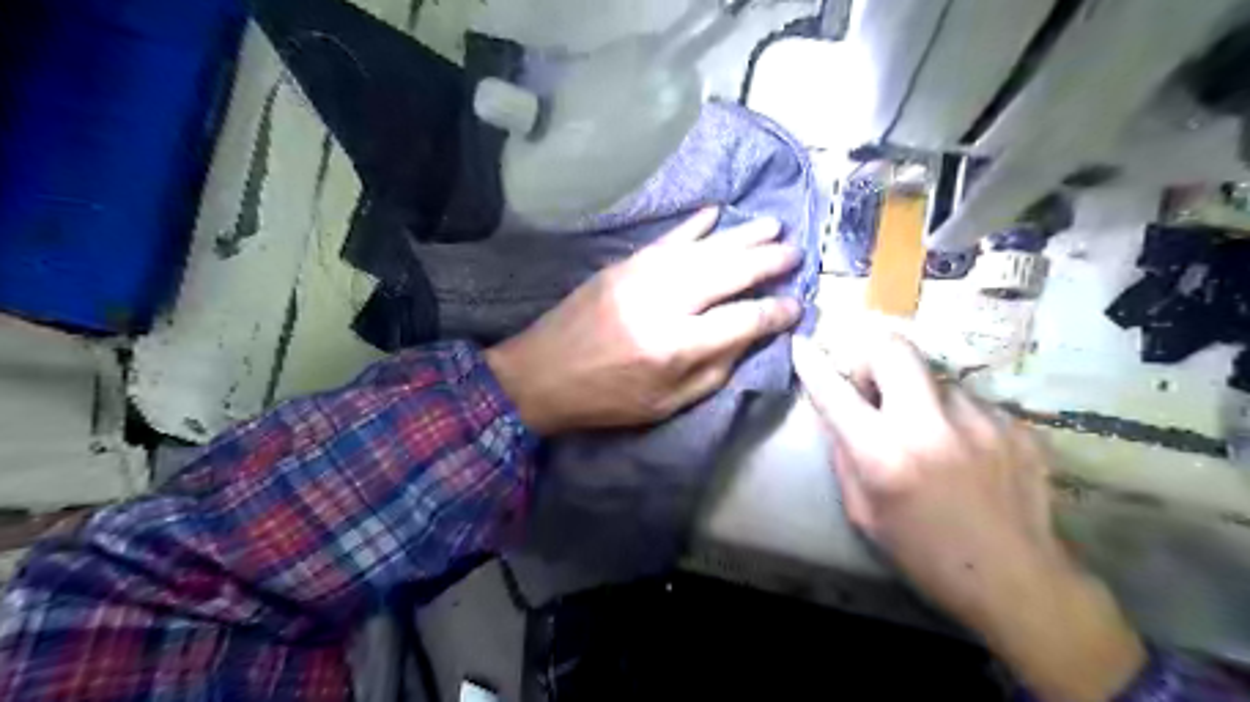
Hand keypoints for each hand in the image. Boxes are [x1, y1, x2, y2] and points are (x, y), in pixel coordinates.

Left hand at [489, 208, 800, 436]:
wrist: (540, 374)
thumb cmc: (607, 399)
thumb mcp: (666, 403)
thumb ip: (715, 371)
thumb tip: (751, 336)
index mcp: (674, 346)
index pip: (742, 320)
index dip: (775, 312)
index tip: (796, 305)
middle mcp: (663, 303)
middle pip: (728, 272)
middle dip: (767, 260)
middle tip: (794, 252)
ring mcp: (640, 277)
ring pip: (703, 248)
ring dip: (742, 235)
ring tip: (772, 225)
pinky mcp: (623, 265)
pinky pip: (668, 239)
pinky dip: (695, 225)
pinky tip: (717, 212)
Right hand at [796, 334, 1144, 700]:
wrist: (1016, 581)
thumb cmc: (924, 553)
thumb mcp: (863, 512)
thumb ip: (845, 456)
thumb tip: (837, 414)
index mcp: (884, 455)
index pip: (835, 393)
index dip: (812, 365)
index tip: (801, 345)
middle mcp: (931, 426)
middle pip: (895, 350)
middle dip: (873, 356)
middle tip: (874, 385)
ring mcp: (982, 421)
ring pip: (937, 378)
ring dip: (921, 396)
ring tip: (930, 434)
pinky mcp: (1018, 426)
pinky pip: (972, 402)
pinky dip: (956, 418)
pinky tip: (966, 452)